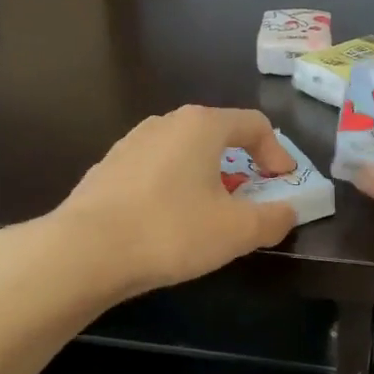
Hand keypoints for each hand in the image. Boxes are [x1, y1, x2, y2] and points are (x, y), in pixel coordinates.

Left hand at [53, 106, 299, 297]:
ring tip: (209, 213)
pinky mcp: (108, 168)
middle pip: (217, 136)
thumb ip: (273, 219)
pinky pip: (155, 171)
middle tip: (249, 199)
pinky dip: (173, 188)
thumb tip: (288, 211)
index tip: (283, 184)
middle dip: (241, 165)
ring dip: (205, 178)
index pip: (254, 124)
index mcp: (201, 125)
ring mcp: (131, 143)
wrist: (85, 251)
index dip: (277, 153)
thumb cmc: (171, 231)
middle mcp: (165, 123)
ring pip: (183, 154)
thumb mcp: (237, 231)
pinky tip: (167, 222)